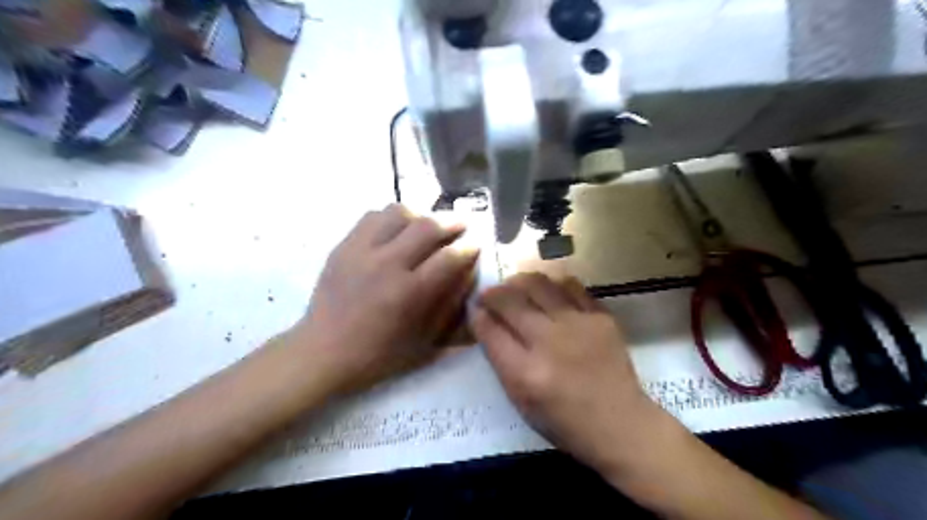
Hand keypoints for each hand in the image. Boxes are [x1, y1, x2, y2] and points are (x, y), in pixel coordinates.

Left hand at [288, 203, 476, 394]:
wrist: (323, 351)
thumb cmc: (378, 355)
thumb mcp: (424, 341)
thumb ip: (450, 306)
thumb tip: (467, 274)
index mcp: (409, 293)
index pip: (449, 257)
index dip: (469, 247)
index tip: (476, 245)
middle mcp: (387, 264)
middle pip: (427, 226)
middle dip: (452, 222)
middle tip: (461, 225)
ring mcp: (361, 251)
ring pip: (398, 212)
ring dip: (420, 215)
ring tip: (427, 225)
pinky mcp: (343, 246)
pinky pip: (372, 216)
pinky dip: (391, 218)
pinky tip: (396, 230)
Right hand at [475, 273, 661, 473]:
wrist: (621, 424)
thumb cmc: (564, 422)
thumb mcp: (520, 401)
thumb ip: (500, 359)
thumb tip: (484, 321)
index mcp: (525, 373)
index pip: (490, 330)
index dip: (477, 314)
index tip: (475, 309)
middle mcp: (549, 342)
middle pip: (509, 300)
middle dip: (492, 293)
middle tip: (489, 295)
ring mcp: (578, 325)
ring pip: (538, 283)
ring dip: (519, 282)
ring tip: (516, 287)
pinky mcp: (601, 316)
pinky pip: (570, 286)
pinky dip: (552, 285)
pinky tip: (548, 293)